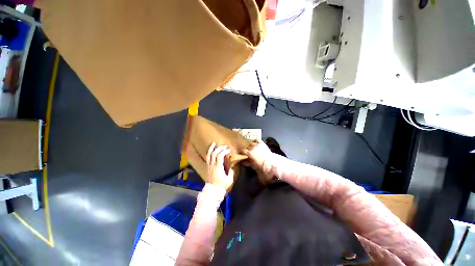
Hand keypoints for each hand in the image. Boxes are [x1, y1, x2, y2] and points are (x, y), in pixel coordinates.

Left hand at [206, 142, 233, 190]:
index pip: (220, 156)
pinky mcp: (207, 167)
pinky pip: (207, 158)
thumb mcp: (229, 179)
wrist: (213, 192)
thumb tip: (232, 164)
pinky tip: (211, 150)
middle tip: (224, 146)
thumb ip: (231, 171)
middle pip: (214, 153)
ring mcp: (209, 166)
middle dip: (219, 148)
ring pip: (208, 155)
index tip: (229, 150)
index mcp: (218, 167)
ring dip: (211, 148)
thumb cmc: (222, 186)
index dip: (224, 151)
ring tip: (214, 143)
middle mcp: (212, 165)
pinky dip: (209, 153)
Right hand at [242, 140, 273, 183]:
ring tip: (251, 147)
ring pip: (251, 142)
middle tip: (246, 151)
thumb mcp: (253, 166)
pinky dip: (255, 141)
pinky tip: (255, 142)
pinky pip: (257, 140)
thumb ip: (247, 162)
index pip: (242, 150)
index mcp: (249, 153)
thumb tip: (243, 161)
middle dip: (245, 148)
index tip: (241, 154)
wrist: (272, 163)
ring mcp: (257, 144)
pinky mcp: (262, 144)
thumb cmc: (262, 166)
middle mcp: (252, 147)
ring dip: (250, 145)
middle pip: (246, 146)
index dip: (241, 152)